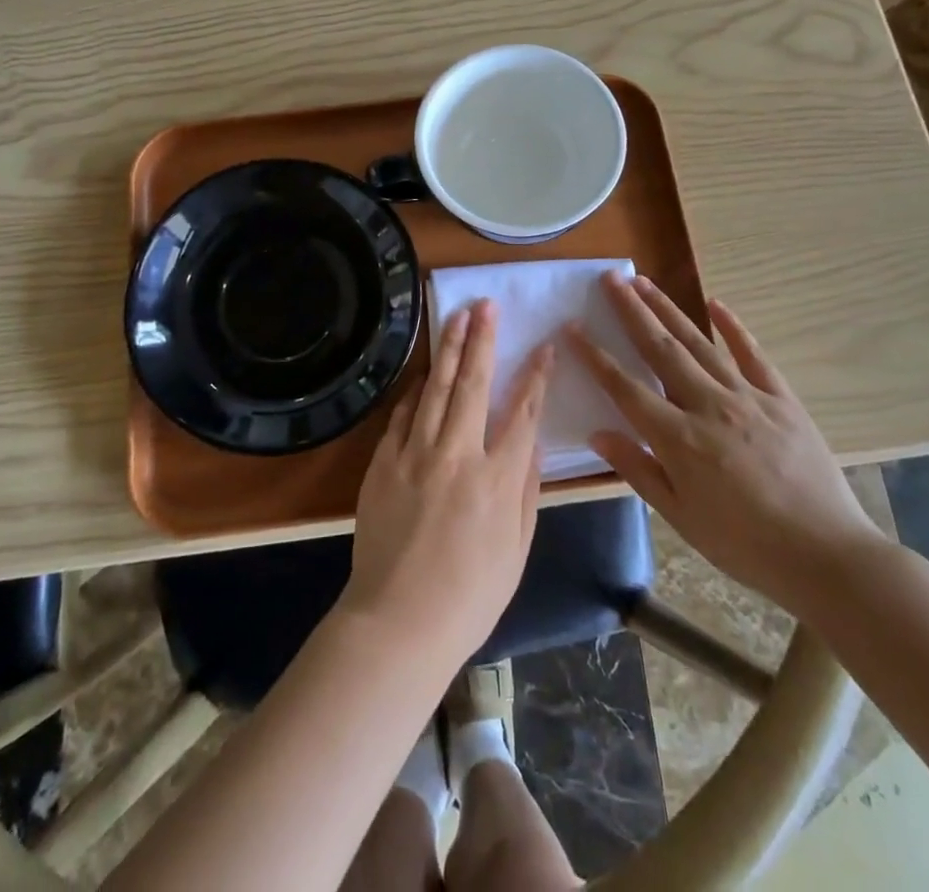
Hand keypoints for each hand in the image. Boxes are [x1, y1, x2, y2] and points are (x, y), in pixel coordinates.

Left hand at [339, 301, 551, 671]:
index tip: (544, 347)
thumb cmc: (469, 596)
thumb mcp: (517, 551)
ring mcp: (416, 454)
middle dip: (483, 340)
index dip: (536, 376)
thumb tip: (532, 442)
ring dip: (450, 349)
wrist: (398, 621)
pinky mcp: (385, 461)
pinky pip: (404, 414)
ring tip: (458, 317)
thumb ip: (527, 491)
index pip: (523, 412)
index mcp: (498, 479)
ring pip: (438, 388)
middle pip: (475, 384)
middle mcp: (459, 454)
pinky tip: (426, 371)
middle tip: (487, 306)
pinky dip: (417, 389)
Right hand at [567, 273, 882, 617]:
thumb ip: (638, 470)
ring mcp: (747, 397)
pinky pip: (753, 354)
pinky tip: (716, 303)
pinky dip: (733, 327)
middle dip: (631, 311)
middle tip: (611, 279)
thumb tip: (598, 432)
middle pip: (660, 349)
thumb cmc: (744, 545)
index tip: (573, 327)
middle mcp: (707, 406)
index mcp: (678, 438)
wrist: (826, 556)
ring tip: (644, 282)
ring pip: (699, 343)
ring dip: (668, 309)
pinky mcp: (781, 399)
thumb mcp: (680, 517)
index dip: (595, 356)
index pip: (625, 387)